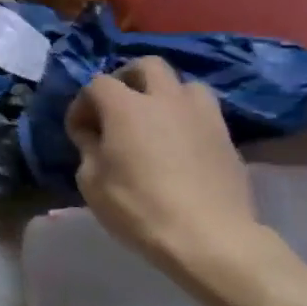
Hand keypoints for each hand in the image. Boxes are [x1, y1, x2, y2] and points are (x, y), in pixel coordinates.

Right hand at [65, 58, 269, 282]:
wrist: (211, 239)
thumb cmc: (139, 208)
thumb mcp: (91, 181)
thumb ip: (89, 148)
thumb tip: (94, 135)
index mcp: (126, 107)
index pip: (96, 84)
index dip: (82, 104)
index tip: (79, 132)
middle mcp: (166, 100)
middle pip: (147, 65)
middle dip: (127, 79)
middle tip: (117, 108)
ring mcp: (202, 117)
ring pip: (184, 84)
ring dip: (165, 95)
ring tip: (155, 121)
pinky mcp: (227, 139)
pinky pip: (203, 114)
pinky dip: (187, 120)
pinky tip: (179, 146)